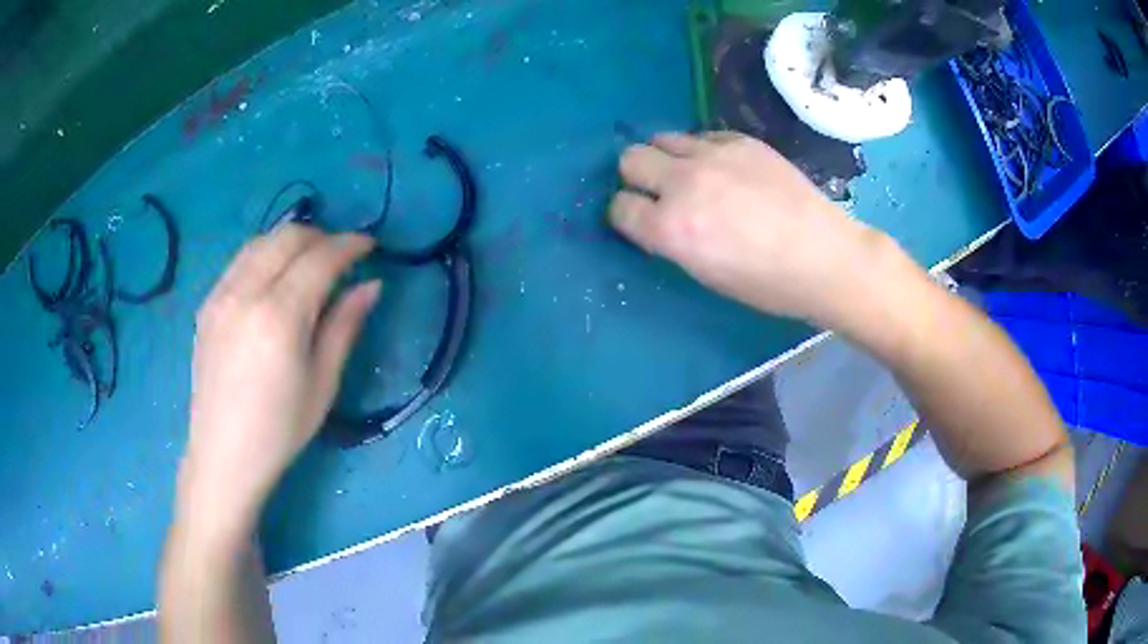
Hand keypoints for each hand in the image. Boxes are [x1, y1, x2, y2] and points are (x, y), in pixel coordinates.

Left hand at [178, 225, 380, 539]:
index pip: (320, 258)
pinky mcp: (207, 304)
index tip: (370, 246)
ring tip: (310, 262)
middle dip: (322, 236)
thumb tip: (372, 285)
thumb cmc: (280, 429)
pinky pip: (240, 260)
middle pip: (289, 237)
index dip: (349, 245)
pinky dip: (265, 255)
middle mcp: (246, 292)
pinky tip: (275, 279)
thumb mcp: (323, 382)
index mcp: (280, 316)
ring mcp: (221, 295)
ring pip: (262, 241)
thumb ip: (345, 325)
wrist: (223, 454)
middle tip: (341, 256)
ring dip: (292, 241)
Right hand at [609, 131, 892, 325]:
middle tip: (659, 192)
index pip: (620, 207)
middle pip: (630, 159)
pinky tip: (725, 169)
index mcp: (671, 228)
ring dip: (667, 158)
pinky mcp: (740, 139)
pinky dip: (702, 151)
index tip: (641, 220)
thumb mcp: (705, 273)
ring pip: (662, 139)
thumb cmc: (766, 283)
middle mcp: (683, 183)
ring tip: (691, 176)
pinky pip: (701, 135)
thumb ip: (670, 239)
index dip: (627, 215)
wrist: (823, 256)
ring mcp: (713, 154)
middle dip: (637, 177)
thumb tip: (656, 216)